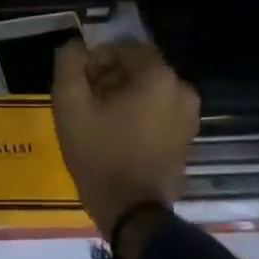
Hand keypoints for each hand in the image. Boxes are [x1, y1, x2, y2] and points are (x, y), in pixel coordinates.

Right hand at [51, 39, 198, 250]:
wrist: (131, 212)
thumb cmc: (99, 153)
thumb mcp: (70, 104)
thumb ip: (69, 64)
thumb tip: (74, 46)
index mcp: (158, 76)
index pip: (123, 48)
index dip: (97, 60)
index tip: (79, 82)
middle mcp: (182, 89)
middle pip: (138, 69)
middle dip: (110, 78)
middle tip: (86, 100)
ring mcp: (189, 116)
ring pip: (149, 90)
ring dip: (124, 96)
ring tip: (99, 119)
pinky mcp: (187, 138)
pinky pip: (159, 111)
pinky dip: (139, 114)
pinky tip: (117, 134)